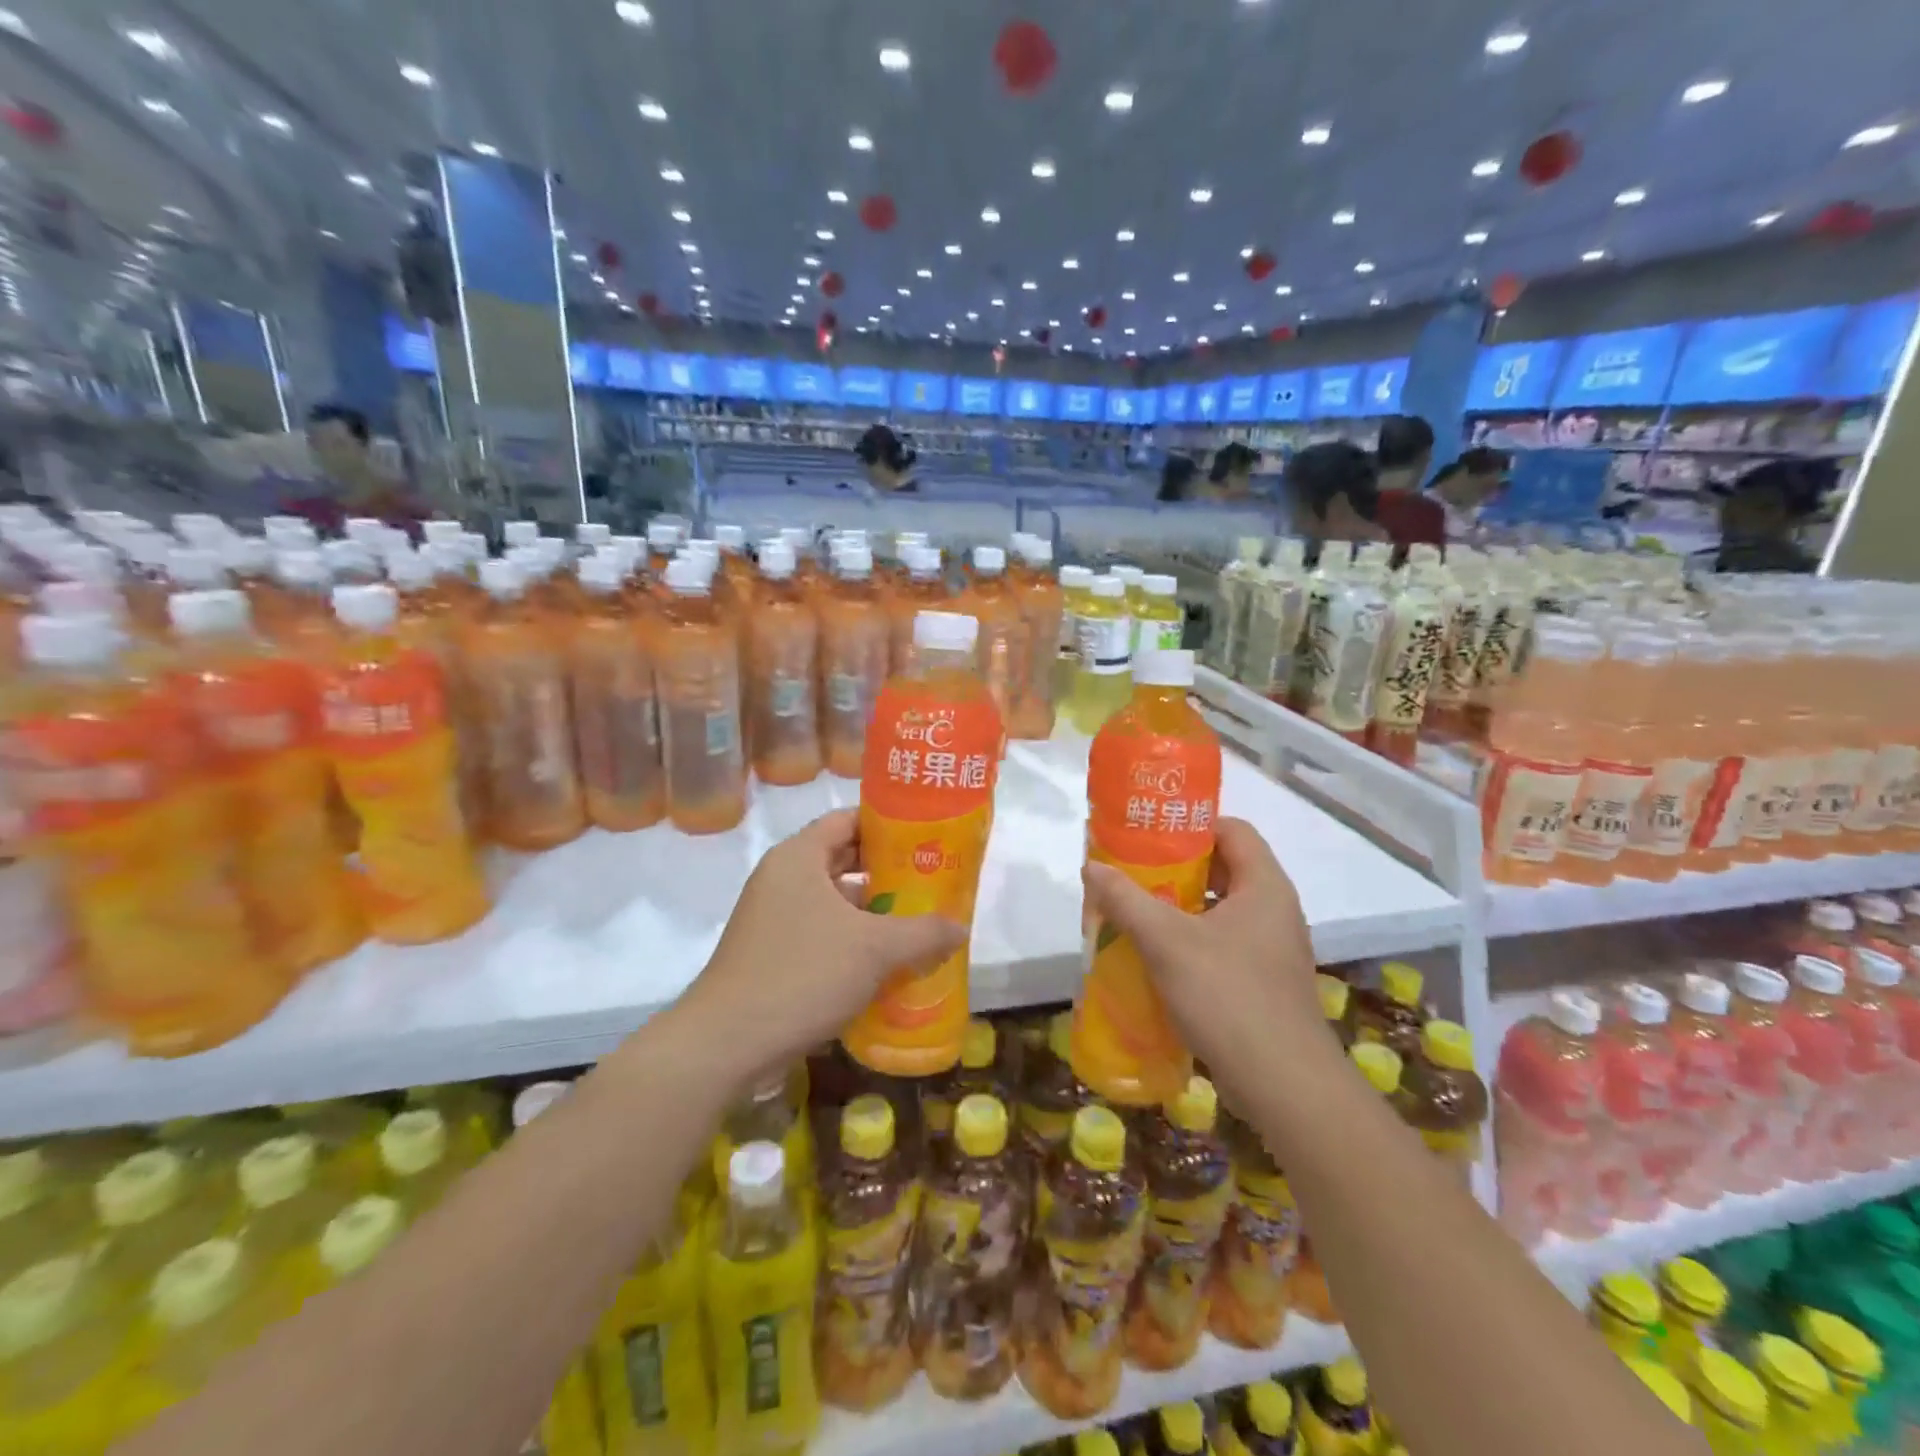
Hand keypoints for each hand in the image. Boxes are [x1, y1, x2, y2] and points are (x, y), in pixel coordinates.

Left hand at [678, 809, 965, 1092]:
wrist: (727, 1043)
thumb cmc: (803, 974)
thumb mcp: (875, 949)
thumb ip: (923, 933)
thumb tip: (960, 927)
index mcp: (799, 857)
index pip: (848, 820)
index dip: (888, 824)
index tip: (925, 837)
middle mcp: (782, 878)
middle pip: (842, 858)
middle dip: (887, 870)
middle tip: (930, 880)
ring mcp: (772, 916)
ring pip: (832, 900)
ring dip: (872, 910)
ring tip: (916, 921)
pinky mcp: (771, 952)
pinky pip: (820, 930)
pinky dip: (851, 939)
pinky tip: (884, 961)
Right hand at [1081, 817, 1333, 1104]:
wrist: (1284, 1085)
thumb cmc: (1228, 996)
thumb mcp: (1167, 941)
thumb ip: (1126, 899)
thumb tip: (1091, 866)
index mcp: (1264, 886)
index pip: (1233, 830)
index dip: (1192, 825)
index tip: (1150, 834)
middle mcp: (1274, 911)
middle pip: (1224, 869)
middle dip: (1176, 868)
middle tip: (1133, 872)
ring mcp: (1272, 950)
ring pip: (1220, 910)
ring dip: (1179, 908)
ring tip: (1135, 912)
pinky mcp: (1264, 983)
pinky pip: (1223, 945)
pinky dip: (1190, 942)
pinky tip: (1156, 958)